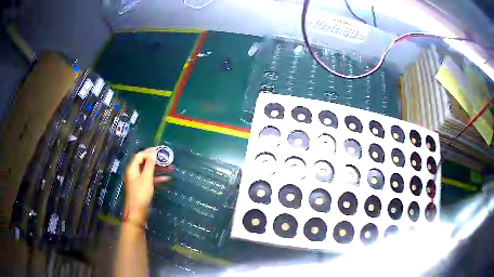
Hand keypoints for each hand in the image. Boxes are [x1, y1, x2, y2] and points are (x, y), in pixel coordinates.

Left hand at [123, 147, 169, 224]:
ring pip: (148, 171)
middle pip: (144, 162)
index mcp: (132, 169)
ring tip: (171, 167)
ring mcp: (138, 181)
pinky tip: (167, 179)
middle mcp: (134, 173)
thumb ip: (150, 165)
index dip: (149, 151)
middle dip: (156, 160)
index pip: (140, 155)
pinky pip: (150, 180)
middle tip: (166, 157)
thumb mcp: (146, 178)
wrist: (136, 213)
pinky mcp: (142, 188)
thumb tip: (153, 153)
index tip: (160, 149)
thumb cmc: (140, 194)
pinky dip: (157, 178)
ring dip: (159, 169)